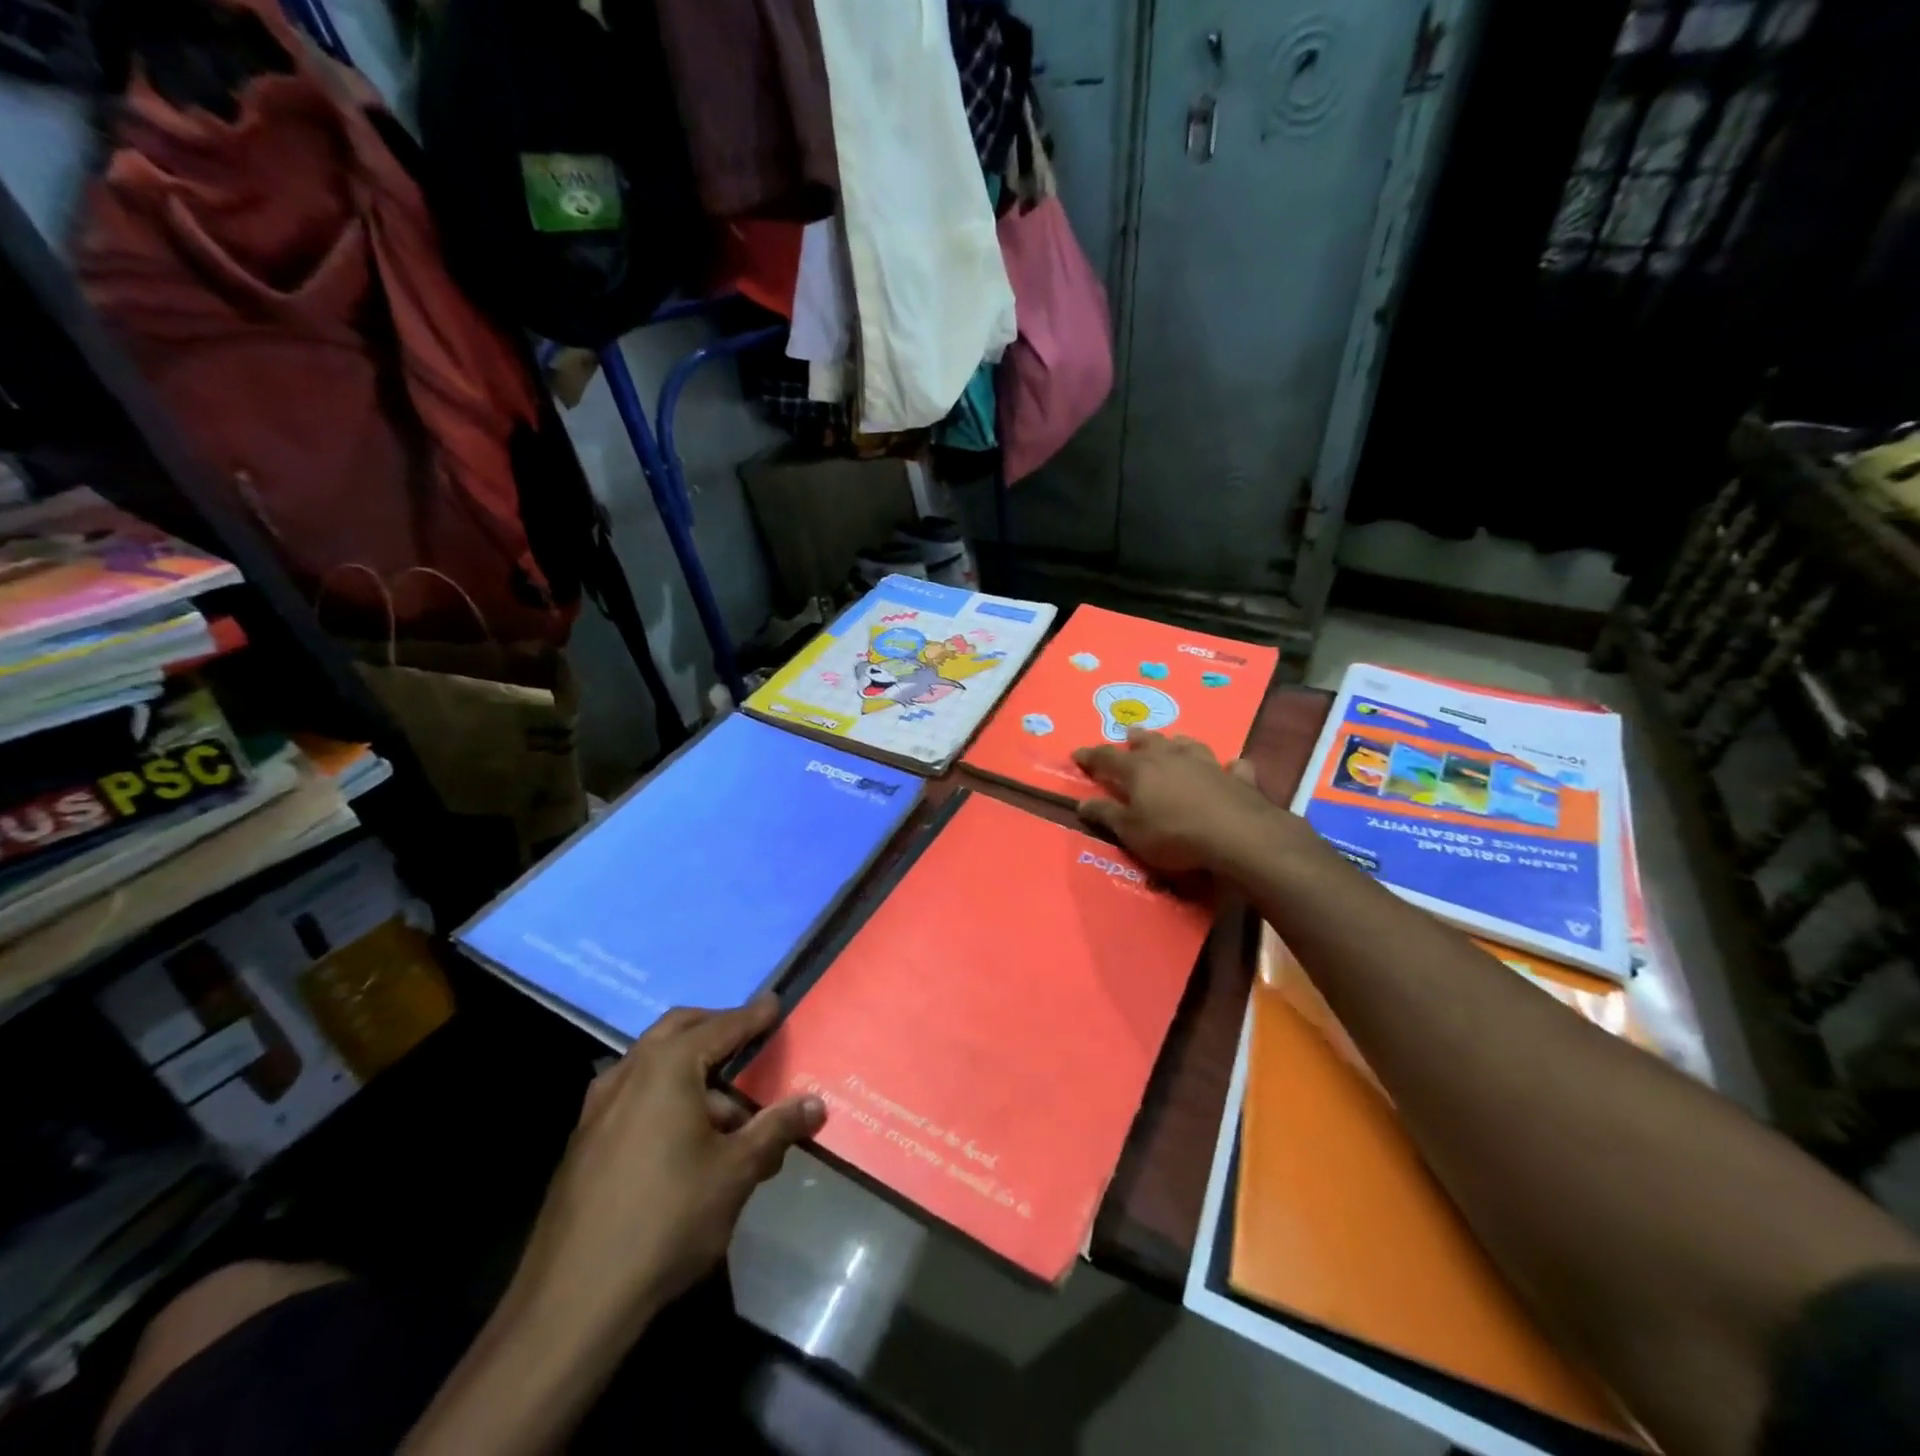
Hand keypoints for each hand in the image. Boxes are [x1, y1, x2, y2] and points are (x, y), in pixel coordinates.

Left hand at [507, 996, 823, 1341]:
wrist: (572, 1303)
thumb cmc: (667, 1221)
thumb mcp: (736, 1172)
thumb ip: (776, 1128)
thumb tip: (815, 1104)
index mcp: (667, 1067)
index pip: (722, 1027)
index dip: (753, 1017)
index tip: (775, 1005)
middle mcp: (629, 1073)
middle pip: (678, 1030)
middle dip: (716, 1028)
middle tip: (749, 1039)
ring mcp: (598, 1107)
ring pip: (652, 1063)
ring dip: (691, 1068)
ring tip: (727, 1110)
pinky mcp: (584, 1142)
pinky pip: (634, 1095)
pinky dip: (665, 1094)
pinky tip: (685, 1138)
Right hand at [1073, 729, 1281, 873]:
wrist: (1236, 834)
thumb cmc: (1173, 833)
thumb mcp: (1131, 831)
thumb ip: (1106, 814)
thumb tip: (1081, 802)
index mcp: (1139, 769)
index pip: (1107, 757)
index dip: (1091, 755)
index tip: (1077, 753)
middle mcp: (1170, 758)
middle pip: (1149, 741)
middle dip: (1135, 738)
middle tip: (1129, 734)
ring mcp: (1206, 763)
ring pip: (1187, 744)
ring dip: (1177, 742)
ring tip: (1173, 742)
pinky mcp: (1236, 777)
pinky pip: (1231, 766)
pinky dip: (1228, 766)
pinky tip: (1231, 766)